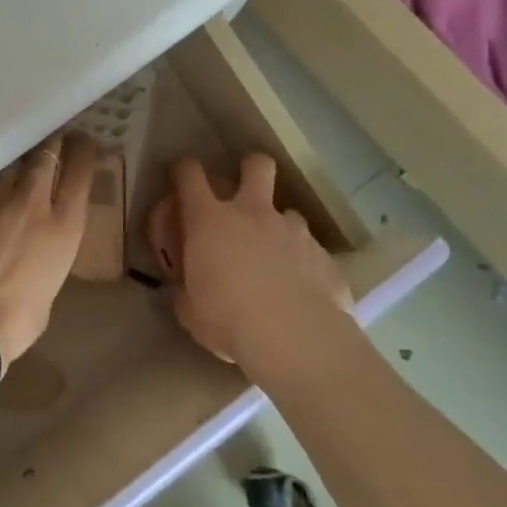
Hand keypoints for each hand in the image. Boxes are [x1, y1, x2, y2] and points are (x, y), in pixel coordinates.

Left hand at [0, 132, 96, 366]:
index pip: (80, 172)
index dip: (83, 151)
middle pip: (45, 154)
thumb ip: (44, 259)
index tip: (82, 140)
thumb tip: (32, 252)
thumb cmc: (15, 322)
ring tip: (12, 156)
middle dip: (50, 142)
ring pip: (7, 161)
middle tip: (49, 137)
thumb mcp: (47, 288)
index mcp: (64, 226)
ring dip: (13, 158)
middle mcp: (31, 201)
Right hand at [147, 154, 350, 362]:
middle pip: (257, 167)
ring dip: (280, 228)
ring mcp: (293, 232)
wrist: (296, 339)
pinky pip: (312, 252)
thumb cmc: (227, 319)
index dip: (184, 169)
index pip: (190, 175)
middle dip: (251, 168)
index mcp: (209, 220)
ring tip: (277, 258)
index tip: (181, 174)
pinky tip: (303, 290)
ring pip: (289, 213)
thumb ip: (185, 291)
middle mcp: (253, 214)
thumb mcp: (190, 310)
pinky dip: (304, 264)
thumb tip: (183, 291)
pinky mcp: (325, 258)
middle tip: (245, 187)